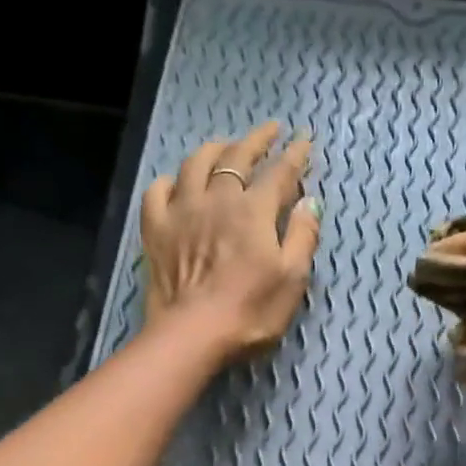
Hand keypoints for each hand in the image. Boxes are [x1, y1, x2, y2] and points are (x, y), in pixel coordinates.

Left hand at [140, 122, 319, 361]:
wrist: (193, 334)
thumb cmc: (251, 312)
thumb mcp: (292, 280)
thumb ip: (303, 238)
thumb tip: (309, 203)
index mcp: (254, 211)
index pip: (279, 173)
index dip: (295, 155)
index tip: (305, 141)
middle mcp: (218, 199)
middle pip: (237, 157)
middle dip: (256, 141)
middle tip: (269, 131)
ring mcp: (182, 211)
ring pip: (196, 164)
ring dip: (214, 149)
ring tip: (224, 145)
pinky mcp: (156, 229)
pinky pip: (158, 191)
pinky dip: (170, 181)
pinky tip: (176, 183)